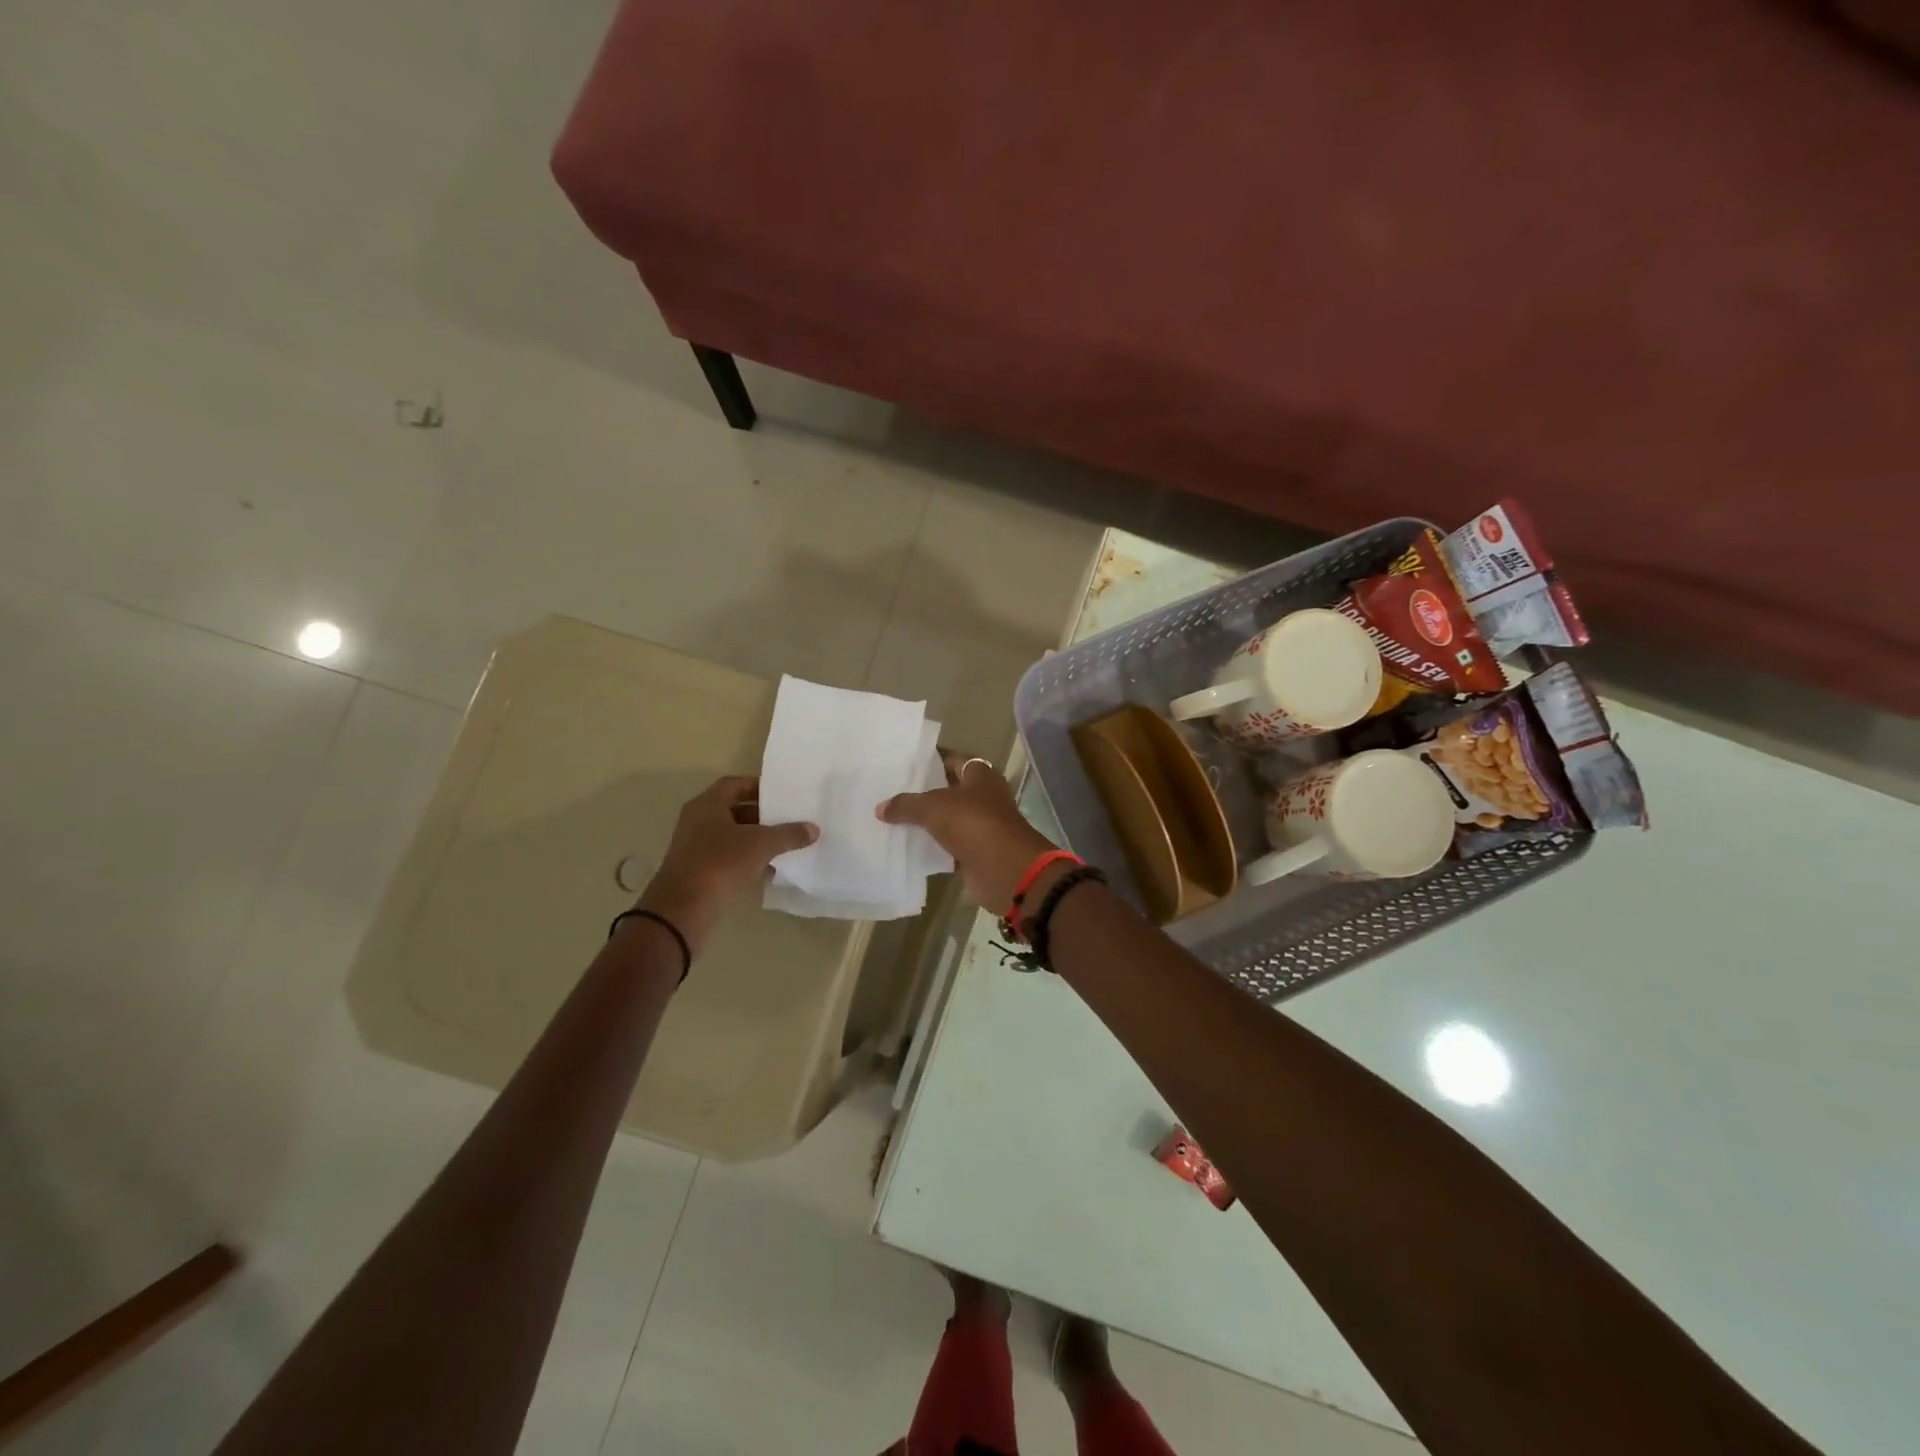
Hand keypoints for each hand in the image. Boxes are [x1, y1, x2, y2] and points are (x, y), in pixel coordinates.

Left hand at [637, 776, 816, 951]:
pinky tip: (771, 869)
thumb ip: (788, 834)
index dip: (758, 787)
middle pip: (735, 810)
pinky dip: (748, 861)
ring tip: (786, 844)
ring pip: (733, 836)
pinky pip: (729, 859)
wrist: (683, 909)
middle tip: (789, 819)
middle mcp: (698, 821)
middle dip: (762, 815)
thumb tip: (813, 829)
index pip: (735, 785)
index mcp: (707, 805)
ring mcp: (696, 848)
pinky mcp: (700, 872)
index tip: (782, 795)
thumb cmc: (720, 863)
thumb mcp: (760, 844)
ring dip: (757, 840)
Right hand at [878, 753, 1059, 910]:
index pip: (950, 760)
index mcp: (980, 775)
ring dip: (924, 822)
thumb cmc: (974, 824)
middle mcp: (982, 796)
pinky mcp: (975, 851)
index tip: (900, 766)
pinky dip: (931, 847)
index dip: (928, 762)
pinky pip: (947, 845)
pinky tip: (905, 846)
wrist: (1007, 870)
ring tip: (889, 819)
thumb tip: (880, 808)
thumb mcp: (934, 808)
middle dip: (921, 793)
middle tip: (887, 793)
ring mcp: (980, 825)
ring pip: (946, 819)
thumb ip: (906, 805)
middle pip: (947, 790)